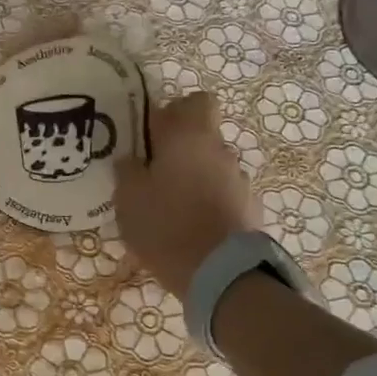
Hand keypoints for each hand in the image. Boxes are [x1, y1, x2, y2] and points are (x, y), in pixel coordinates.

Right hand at [113, 92, 261, 298]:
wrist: (220, 274)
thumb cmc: (166, 226)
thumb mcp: (128, 199)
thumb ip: (127, 171)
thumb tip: (131, 160)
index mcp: (189, 137)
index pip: (193, 101)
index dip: (173, 112)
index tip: (152, 135)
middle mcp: (219, 150)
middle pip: (202, 135)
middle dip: (179, 149)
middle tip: (153, 173)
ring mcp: (238, 179)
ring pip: (211, 166)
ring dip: (193, 178)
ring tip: (169, 207)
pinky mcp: (248, 208)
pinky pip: (221, 194)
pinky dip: (207, 203)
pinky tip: (189, 227)